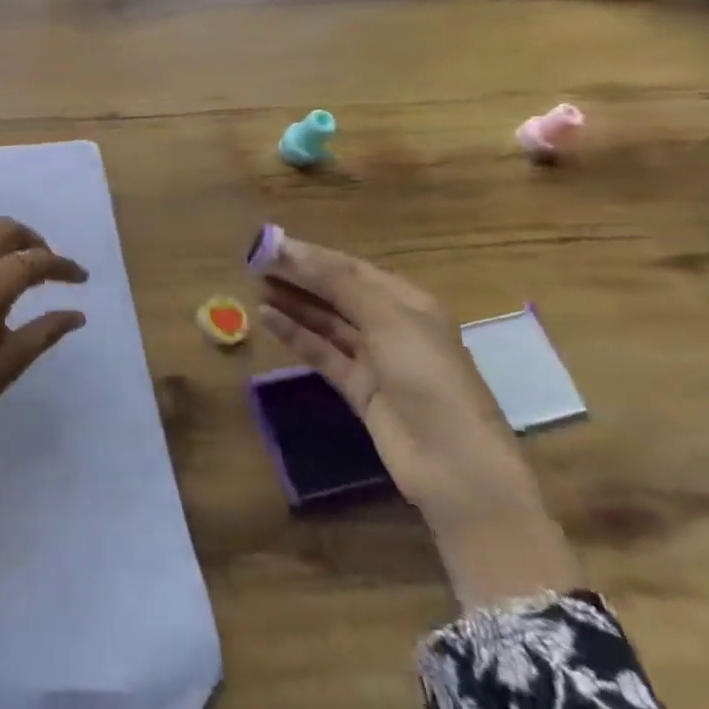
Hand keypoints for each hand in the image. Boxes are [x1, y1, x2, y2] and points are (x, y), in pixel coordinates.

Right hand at [256, 234, 582, 609]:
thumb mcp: (386, 318)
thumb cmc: (427, 376)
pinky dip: (296, 335)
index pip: (351, 268)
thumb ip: (336, 282)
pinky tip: (267, 318)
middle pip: (337, 293)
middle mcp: (391, 325)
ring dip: (293, 304)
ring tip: (254, 286)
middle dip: (299, 277)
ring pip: (326, 322)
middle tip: (254, 263)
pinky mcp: (358, 388)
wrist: (454, 463)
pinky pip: (321, 352)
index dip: (311, 255)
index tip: (269, 245)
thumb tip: (289, 248)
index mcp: (408, 302)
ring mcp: (374, 359)